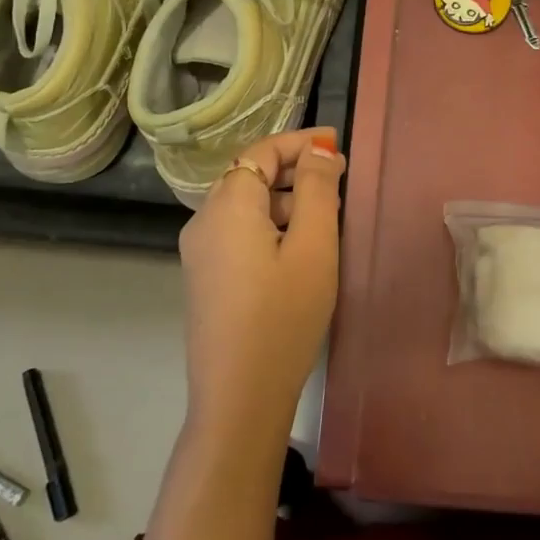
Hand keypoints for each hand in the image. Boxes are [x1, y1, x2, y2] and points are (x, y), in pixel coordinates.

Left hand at [177, 126, 344, 444]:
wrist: (239, 397)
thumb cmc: (283, 316)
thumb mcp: (313, 246)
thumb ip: (317, 189)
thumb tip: (320, 150)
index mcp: (228, 205)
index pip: (262, 151)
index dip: (301, 142)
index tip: (338, 143)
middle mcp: (204, 220)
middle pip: (250, 175)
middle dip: (294, 169)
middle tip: (338, 180)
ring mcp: (200, 251)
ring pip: (245, 205)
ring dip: (284, 199)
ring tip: (325, 216)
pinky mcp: (205, 277)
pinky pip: (238, 231)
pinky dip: (270, 224)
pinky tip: (297, 248)